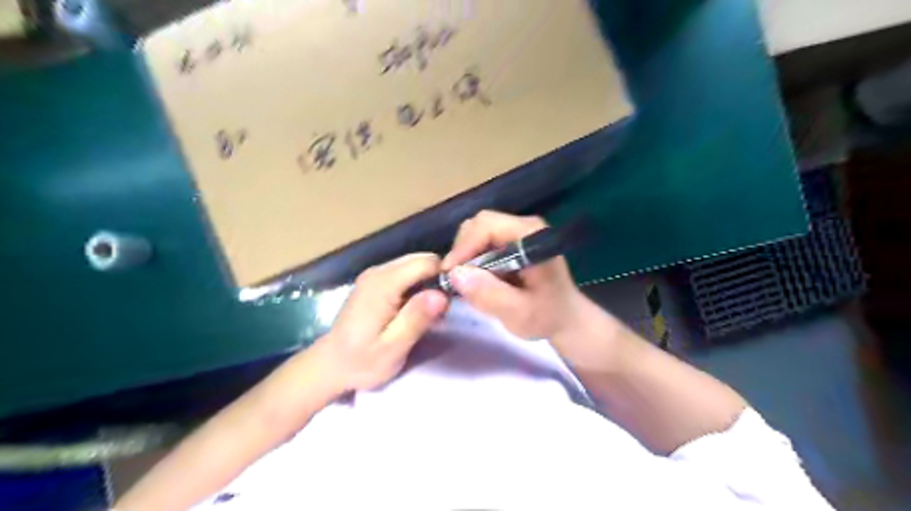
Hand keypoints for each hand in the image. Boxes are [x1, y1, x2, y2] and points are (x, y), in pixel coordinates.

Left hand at [315, 253, 449, 393]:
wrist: (331, 365)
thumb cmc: (361, 362)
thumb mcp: (392, 348)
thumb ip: (416, 319)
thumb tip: (441, 295)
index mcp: (382, 284)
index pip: (425, 262)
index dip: (444, 276)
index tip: (451, 301)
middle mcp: (378, 272)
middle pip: (421, 259)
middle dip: (438, 279)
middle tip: (441, 311)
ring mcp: (375, 274)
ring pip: (415, 265)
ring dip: (429, 283)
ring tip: (430, 313)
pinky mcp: (375, 281)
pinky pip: (406, 273)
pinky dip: (418, 286)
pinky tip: (416, 310)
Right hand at [443, 210, 629, 372]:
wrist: (566, 319)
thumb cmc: (547, 317)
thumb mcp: (519, 313)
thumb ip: (490, 295)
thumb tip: (456, 274)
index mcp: (532, 236)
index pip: (488, 225)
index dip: (465, 246)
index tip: (450, 273)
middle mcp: (525, 226)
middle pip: (481, 223)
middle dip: (463, 249)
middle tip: (455, 279)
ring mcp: (519, 232)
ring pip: (479, 231)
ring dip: (466, 254)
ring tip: (464, 280)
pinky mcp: (513, 241)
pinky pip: (484, 241)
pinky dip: (473, 257)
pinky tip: (476, 278)